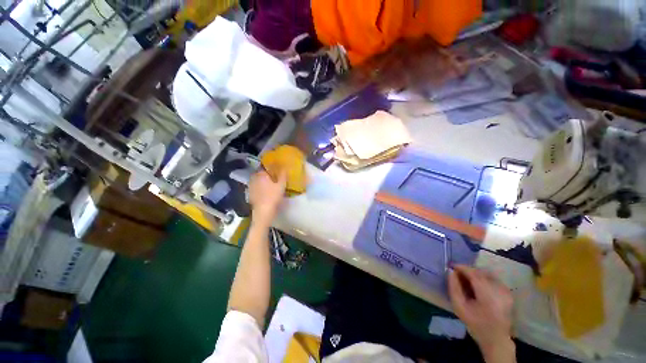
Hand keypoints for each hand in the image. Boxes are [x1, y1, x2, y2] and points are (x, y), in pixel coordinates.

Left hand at [248, 170, 286, 223]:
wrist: (263, 211)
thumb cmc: (273, 196)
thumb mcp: (281, 185)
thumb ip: (282, 175)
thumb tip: (284, 168)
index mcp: (261, 175)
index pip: (264, 167)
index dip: (270, 168)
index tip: (275, 170)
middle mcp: (254, 179)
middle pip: (260, 174)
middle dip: (265, 175)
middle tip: (273, 178)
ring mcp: (250, 187)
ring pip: (257, 181)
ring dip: (262, 181)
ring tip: (269, 185)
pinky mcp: (250, 194)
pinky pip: (255, 188)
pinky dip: (259, 188)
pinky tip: (265, 192)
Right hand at [448, 265, 514, 362]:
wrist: (496, 339)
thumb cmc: (475, 324)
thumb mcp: (459, 307)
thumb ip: (454, 288)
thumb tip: (450, 271)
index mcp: (488, 296)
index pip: (474, 274)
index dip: (462, 268)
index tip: (451, 266)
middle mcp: (500, 291)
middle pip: (481, 273)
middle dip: (468, 270)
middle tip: (457, 273)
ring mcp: (506, 291)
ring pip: (487, 274)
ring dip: (475, 273)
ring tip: (466, 278)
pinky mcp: (508, 293)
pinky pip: (493, 279)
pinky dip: (483, 277)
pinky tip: (477, 284)